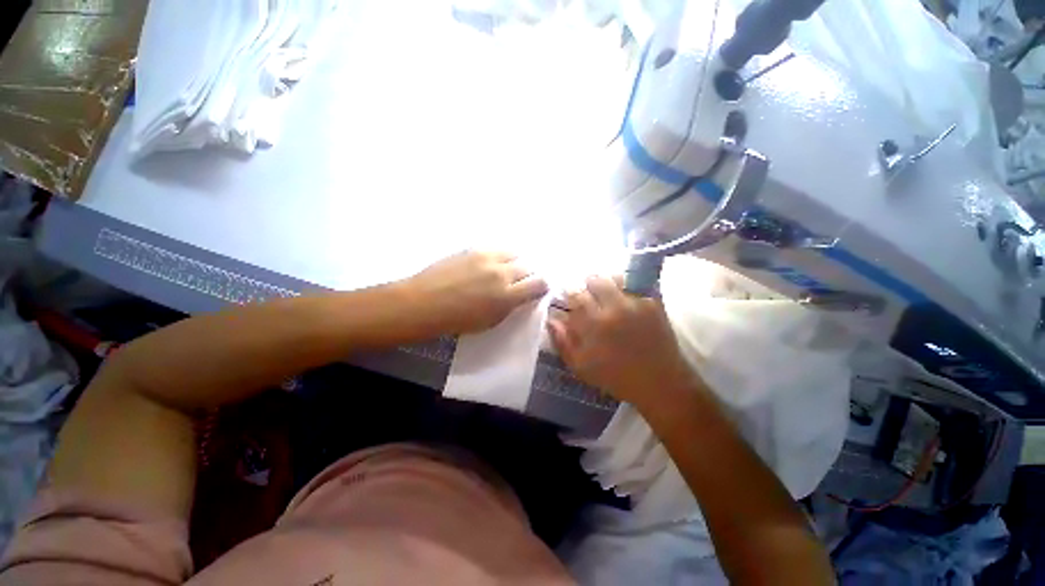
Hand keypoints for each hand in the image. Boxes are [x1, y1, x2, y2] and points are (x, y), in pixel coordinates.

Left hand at [402, 250, 548, 335]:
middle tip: (521, 281)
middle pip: (528, 266)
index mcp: (507, 295)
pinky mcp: (474, 248)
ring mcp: (487, 257)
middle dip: (528, 274)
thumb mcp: (491, 321)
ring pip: (514, 253)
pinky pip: (496, 248)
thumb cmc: (457, 320)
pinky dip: (500, 255)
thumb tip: (519, 295)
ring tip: (506, 269)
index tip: (538, 289)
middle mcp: (501, 272)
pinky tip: (491, 263)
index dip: (542, 286)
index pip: (538, 283)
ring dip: (515, 262)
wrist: (425, 303)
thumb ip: (510, 306)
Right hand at [547, 275, 699, 408]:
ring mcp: (636, 303)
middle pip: (594, 280)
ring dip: (607, 281)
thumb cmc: (615, 377)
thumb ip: (563, 342)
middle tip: (589, 293)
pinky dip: (628, 284)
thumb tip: (552, 319)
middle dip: (588, 285)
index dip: (570, 292)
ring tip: (607, 291)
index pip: (575, 295)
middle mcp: (613, 309)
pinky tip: (626, 294)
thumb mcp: (581, 367)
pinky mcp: (654, 303)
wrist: (658, 383)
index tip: (570, 296)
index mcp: (593, 325)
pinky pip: (639, 282)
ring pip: (615, 277)